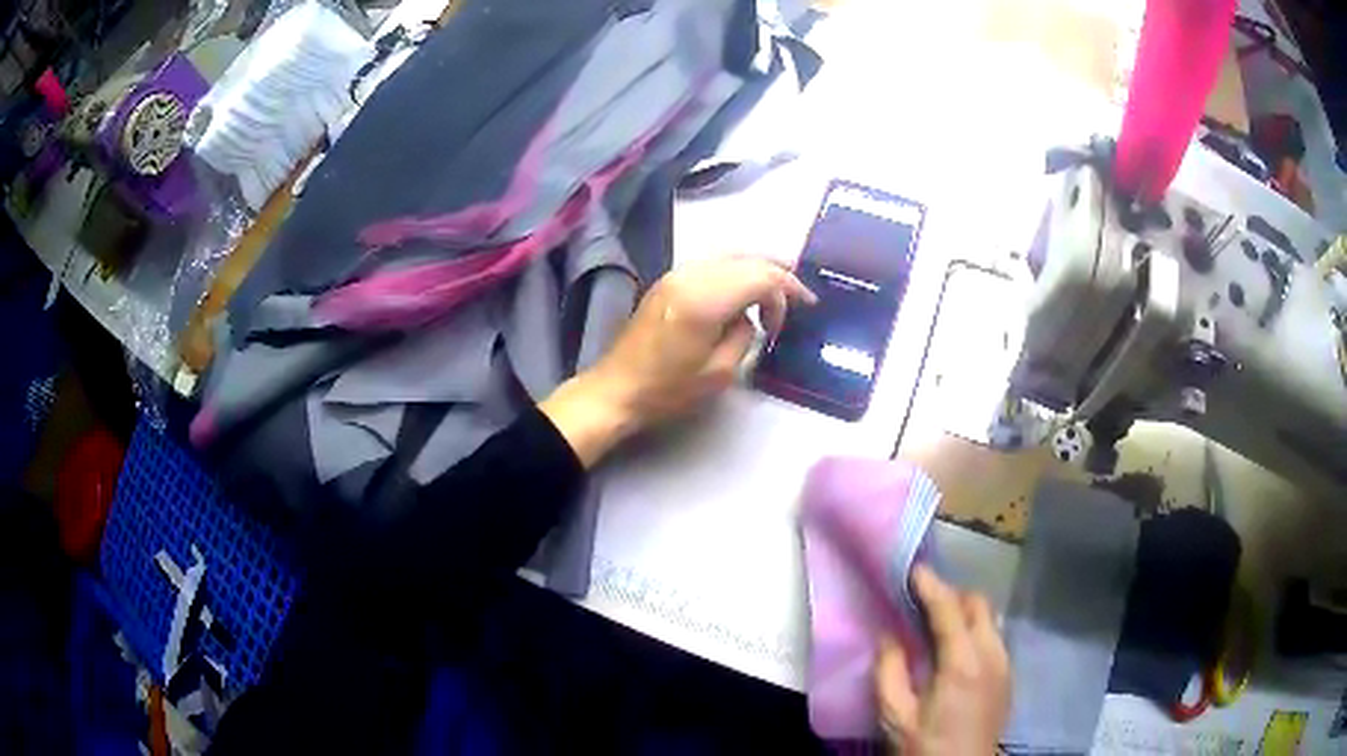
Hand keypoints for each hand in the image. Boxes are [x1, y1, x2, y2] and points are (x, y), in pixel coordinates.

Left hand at [540, 257, 814, 466]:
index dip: (789, 289)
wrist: (616, 389)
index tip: (805, 308)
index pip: (761, 276)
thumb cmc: (667, 390)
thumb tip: (750, 316)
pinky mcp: (667, 281)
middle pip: (748, 259)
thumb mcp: (719, 372)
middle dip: (777, 276)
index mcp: (705, 300)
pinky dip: (735, 273)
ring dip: (756, 271)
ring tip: (774, 297)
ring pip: (730, 257)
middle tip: (796, 300)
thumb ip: (744, 335)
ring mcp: (676, 274)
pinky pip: (712, 265)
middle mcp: (691, 276)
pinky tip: (743, 294)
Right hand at [876, 565, 1010, 754]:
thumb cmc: (924, 747)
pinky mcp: (1007, 676)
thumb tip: (889, 635)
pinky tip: (955, 650)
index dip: (931, 585)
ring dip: (965, 611)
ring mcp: (1004, 665)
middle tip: (922, 601)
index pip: (949, 609)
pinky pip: (994, 637)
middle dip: (952, 594)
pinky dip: (975, 630)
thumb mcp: (895, 716)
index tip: (914, 568)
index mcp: (963, 664)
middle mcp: (991, 655)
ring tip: (937, 623)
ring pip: (990, 619)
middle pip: (979, 605)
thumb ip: (889, 671)